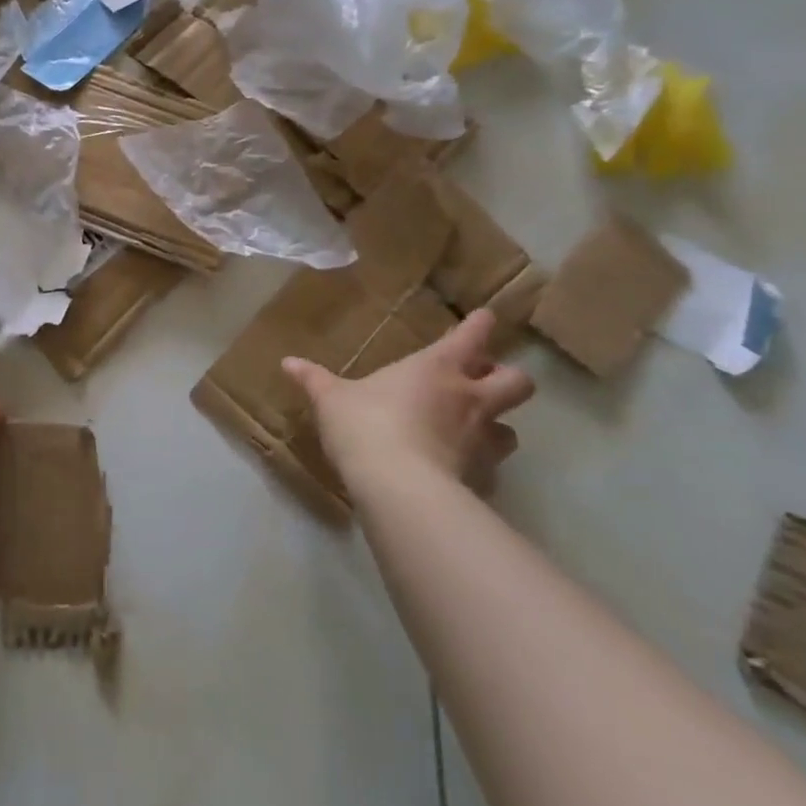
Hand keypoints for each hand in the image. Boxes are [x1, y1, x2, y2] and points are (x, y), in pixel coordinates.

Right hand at [283, 310, 534, 498]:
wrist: (398, 486)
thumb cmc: (365, 425)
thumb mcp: (330, 399)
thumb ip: (313, 379)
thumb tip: (287, 362)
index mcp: (436, 368)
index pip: (472, 335)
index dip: (481, 325)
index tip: (486, 319)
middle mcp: (469, 398)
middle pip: (518, 382)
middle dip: (508, 378)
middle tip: (485, 382)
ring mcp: (482, 440)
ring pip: (513, 430)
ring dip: (498, 427)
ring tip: (476, 431)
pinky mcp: (483, 478)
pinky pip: (492, 470)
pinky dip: (481, 469)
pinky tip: (460, 473)